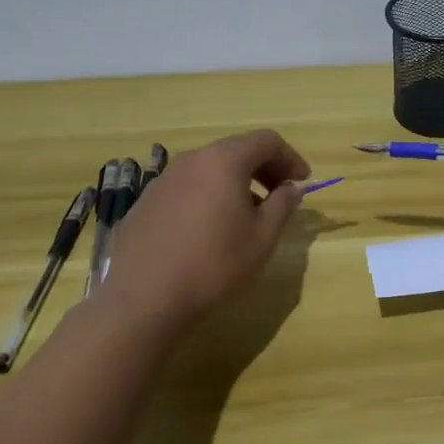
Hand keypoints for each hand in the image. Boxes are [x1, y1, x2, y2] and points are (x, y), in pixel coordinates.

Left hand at [104, 130, 309, 332]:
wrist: (142, 301)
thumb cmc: (214, 264)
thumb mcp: (262, 238)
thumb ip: (282, 205)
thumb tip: (291, 188)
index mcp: (224, 160)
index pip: (266, 141)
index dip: (290, 157)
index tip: (301, 182)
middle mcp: (192, 160)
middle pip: (236, 150)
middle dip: (263, 169)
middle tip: (278, 196)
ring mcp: (162, 181)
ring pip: (208, 169)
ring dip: (234, 183)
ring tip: (244, 216)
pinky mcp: (144, 204)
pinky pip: (185, 189)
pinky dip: (206, 198)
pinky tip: (207, 232)